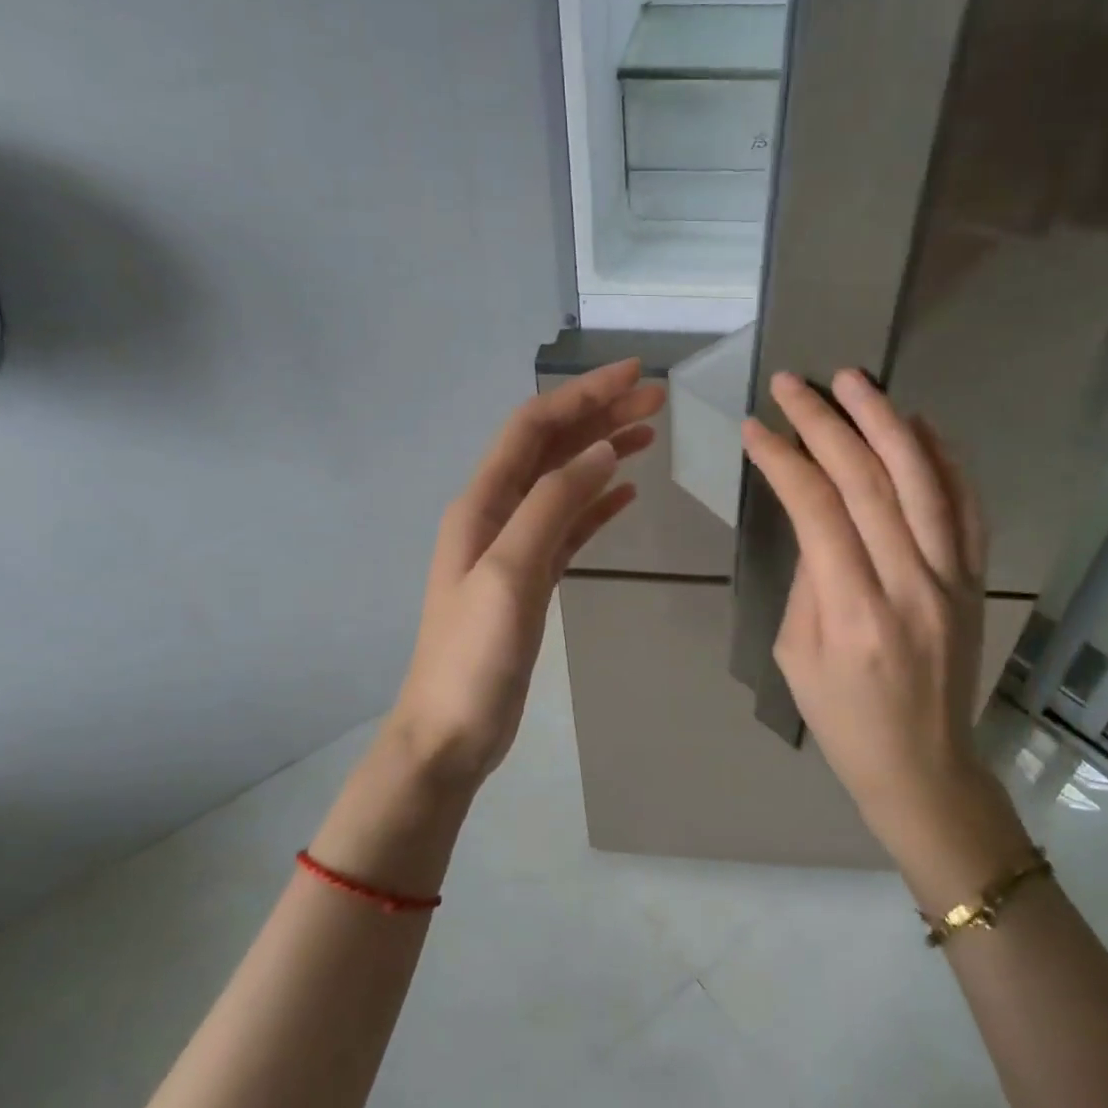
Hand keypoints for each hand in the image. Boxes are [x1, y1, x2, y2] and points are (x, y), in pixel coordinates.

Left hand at [386, 359, 663, 784]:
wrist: (451, 731)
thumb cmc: (474, 656)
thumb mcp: (511, 574)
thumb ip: (553, 507)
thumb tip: (602, 452)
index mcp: (482, 504)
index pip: (534, 428)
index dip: (582, 395)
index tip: (635, 375)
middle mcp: (495, 514)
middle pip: (552, 448)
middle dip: (601, 416)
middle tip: (657, 399)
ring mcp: (513, 546)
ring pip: (563, 483)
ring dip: (603, 453)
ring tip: (649, 434)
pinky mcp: (531, 578)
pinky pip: (568, 525)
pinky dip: (597, 503)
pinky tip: (626, 492)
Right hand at [741, 370, 1030, 899]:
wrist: (922, 766)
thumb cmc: (842, 719)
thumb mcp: (795, 655)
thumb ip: (808, 578)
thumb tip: (816, 517)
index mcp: (855, 614)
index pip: (818, 512)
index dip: (784, 460)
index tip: (755, 428)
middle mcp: (911, 586)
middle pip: (870, 483)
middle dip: (826, 424)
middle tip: (792, 384)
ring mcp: (953, 579)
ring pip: (923, 481)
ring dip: (885, 421)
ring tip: (853, 380)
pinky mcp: (975, 580)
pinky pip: (968, 507)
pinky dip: (945, 458)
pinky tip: (918, 424)